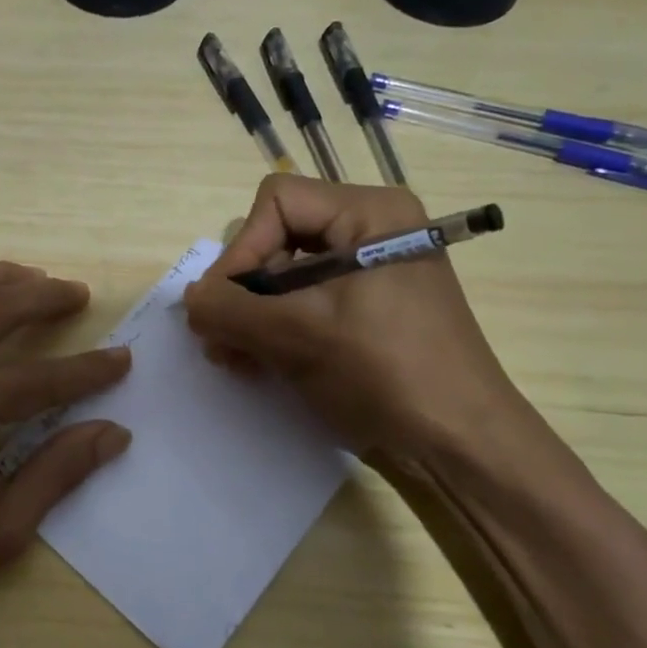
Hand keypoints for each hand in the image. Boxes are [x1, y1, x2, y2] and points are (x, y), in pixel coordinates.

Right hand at [182, 175, 525, 471]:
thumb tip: (188, 298)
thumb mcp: (298, 335)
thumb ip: (230, 309)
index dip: (242, 249)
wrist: (458, 444)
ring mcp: (370, 273)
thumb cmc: (385, 373)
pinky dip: (274, 328)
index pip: (278, 203)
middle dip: (242, 290)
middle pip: (278, 237)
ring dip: (250, 314)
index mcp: (370, 214)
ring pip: (286, 275)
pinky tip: (254, 362)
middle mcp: (371, 231)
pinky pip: (304, 303)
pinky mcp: (366, 310)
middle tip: (217, 337)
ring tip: (230, 357)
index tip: (223, 305)